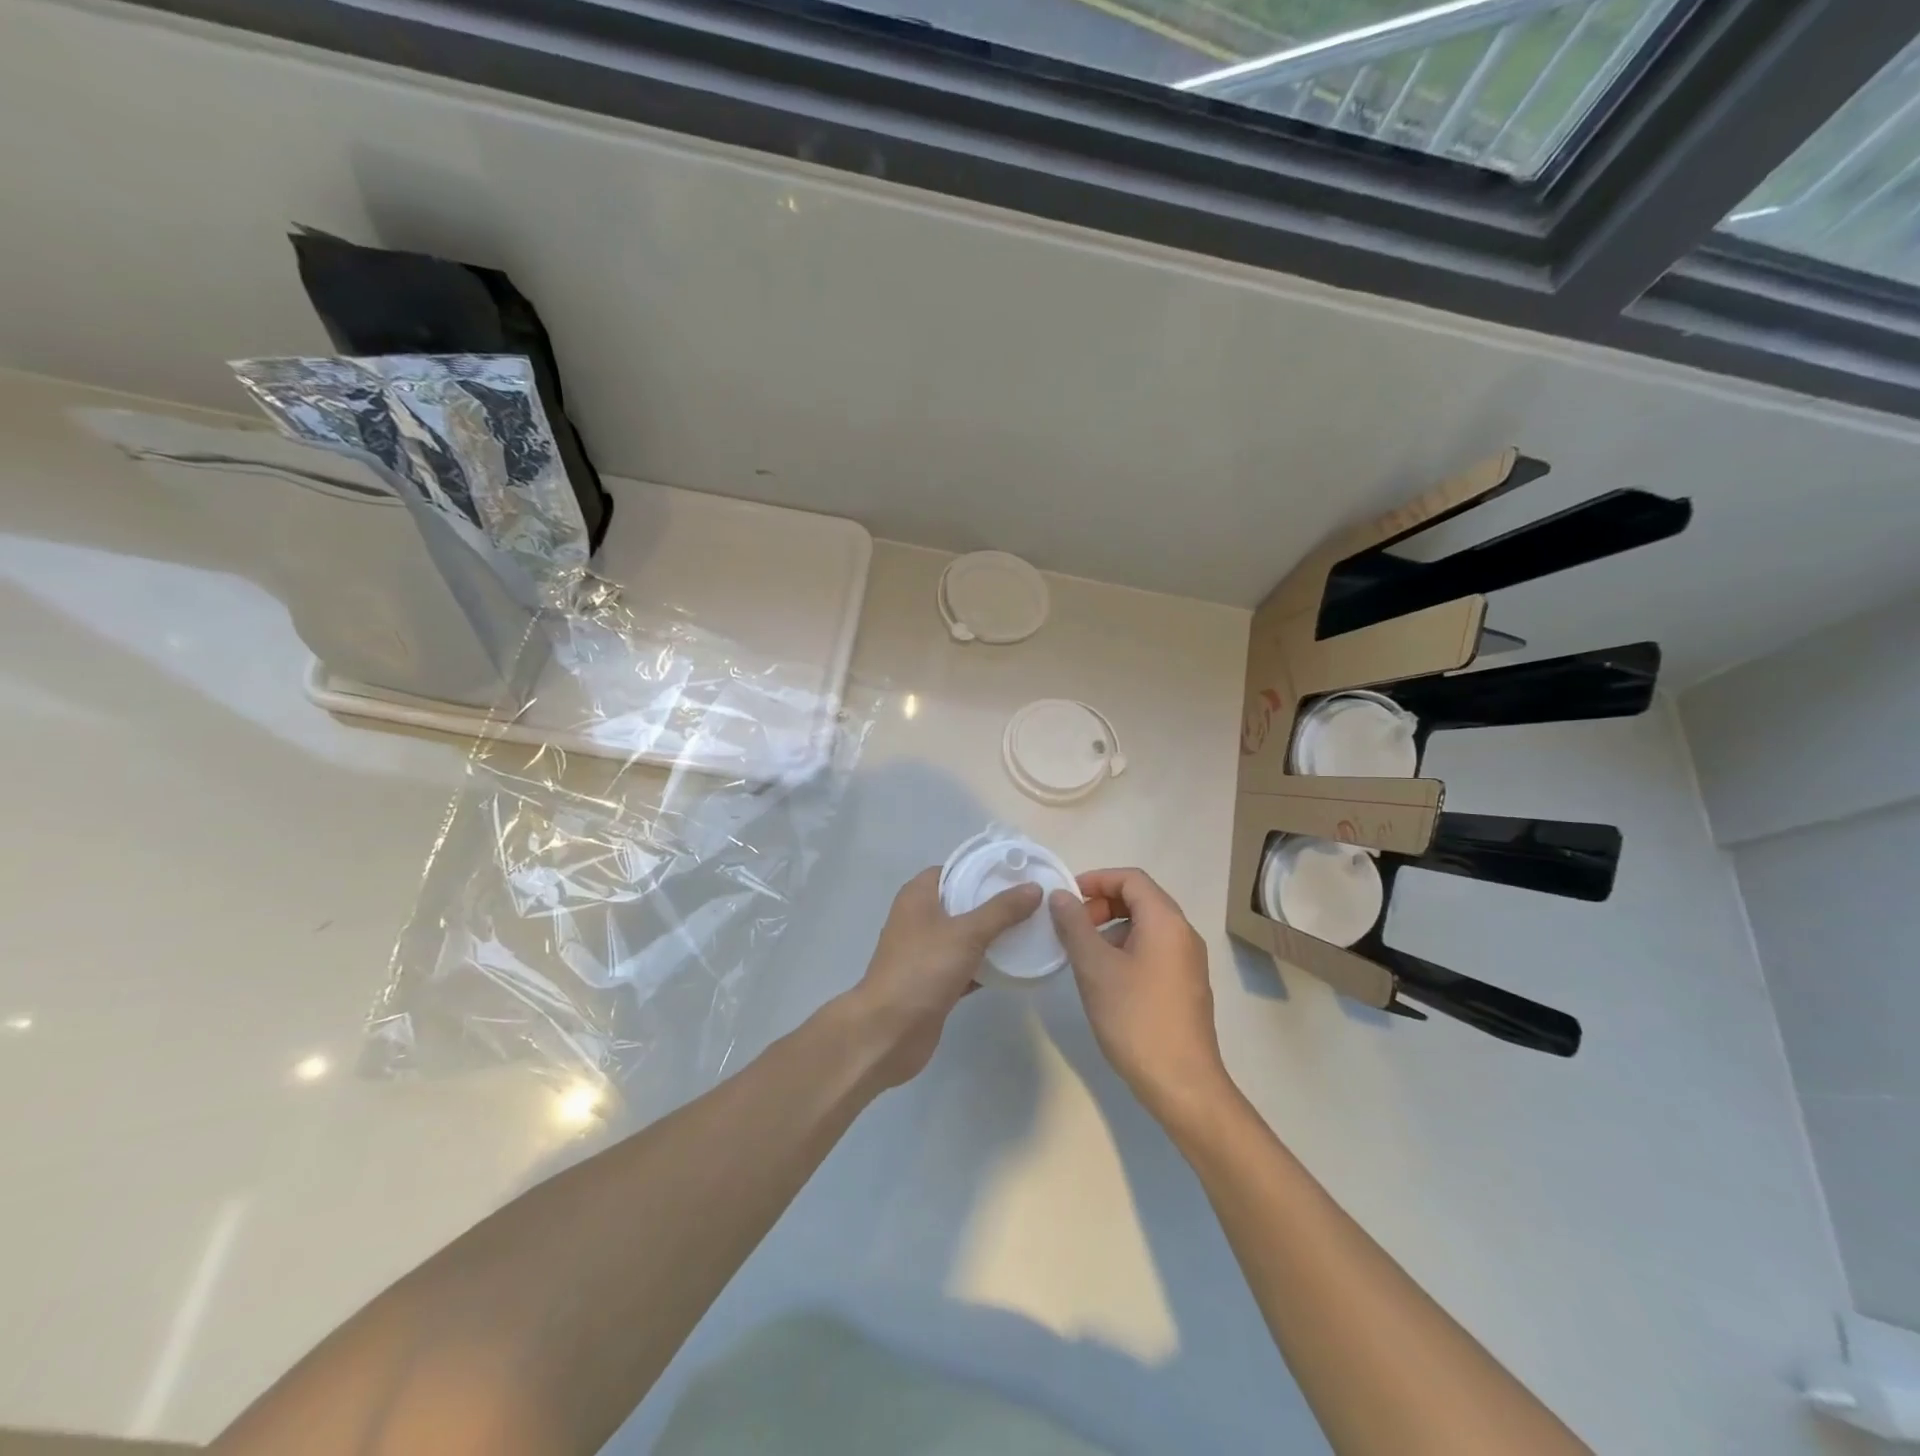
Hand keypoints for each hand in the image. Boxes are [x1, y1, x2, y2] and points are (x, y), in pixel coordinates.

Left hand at [847, 867, 1042, 1088]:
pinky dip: (987, 966)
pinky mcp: (934, 982)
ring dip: (993, 935)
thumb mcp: (966, 933)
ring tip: (1032, 929)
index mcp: (918, 896)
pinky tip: (1016, 966)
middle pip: (962, 902)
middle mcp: (919, 919)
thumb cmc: (923, 969)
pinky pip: (966, 965)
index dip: (982, 868)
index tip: (1017, 872)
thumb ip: (1001, 910)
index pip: (954, 869)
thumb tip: (1034, 887)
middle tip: (1032, 901)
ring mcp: (925, 952)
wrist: (889, 1031)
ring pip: (965, 936)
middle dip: (994, 903)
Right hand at [1049, 868, 1233, 1126]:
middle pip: (1140, 899)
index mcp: (1166, 921)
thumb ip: (1074, 925)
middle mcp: (1183, 934)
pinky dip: (1125, 950)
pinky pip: (1153, 950)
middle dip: (1101, 905)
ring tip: (1083, 956)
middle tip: (1071, 927)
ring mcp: (1188, 962)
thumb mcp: (1095, 968)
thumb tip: (1060, 896)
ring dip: (1111, 929)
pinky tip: (1105, 980)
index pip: (1131, 878)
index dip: (1096, 880)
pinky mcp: (1185, 986)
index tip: (1066, 899)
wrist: (1182, 1084)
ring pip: (1145, 927)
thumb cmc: (1135, 1018)